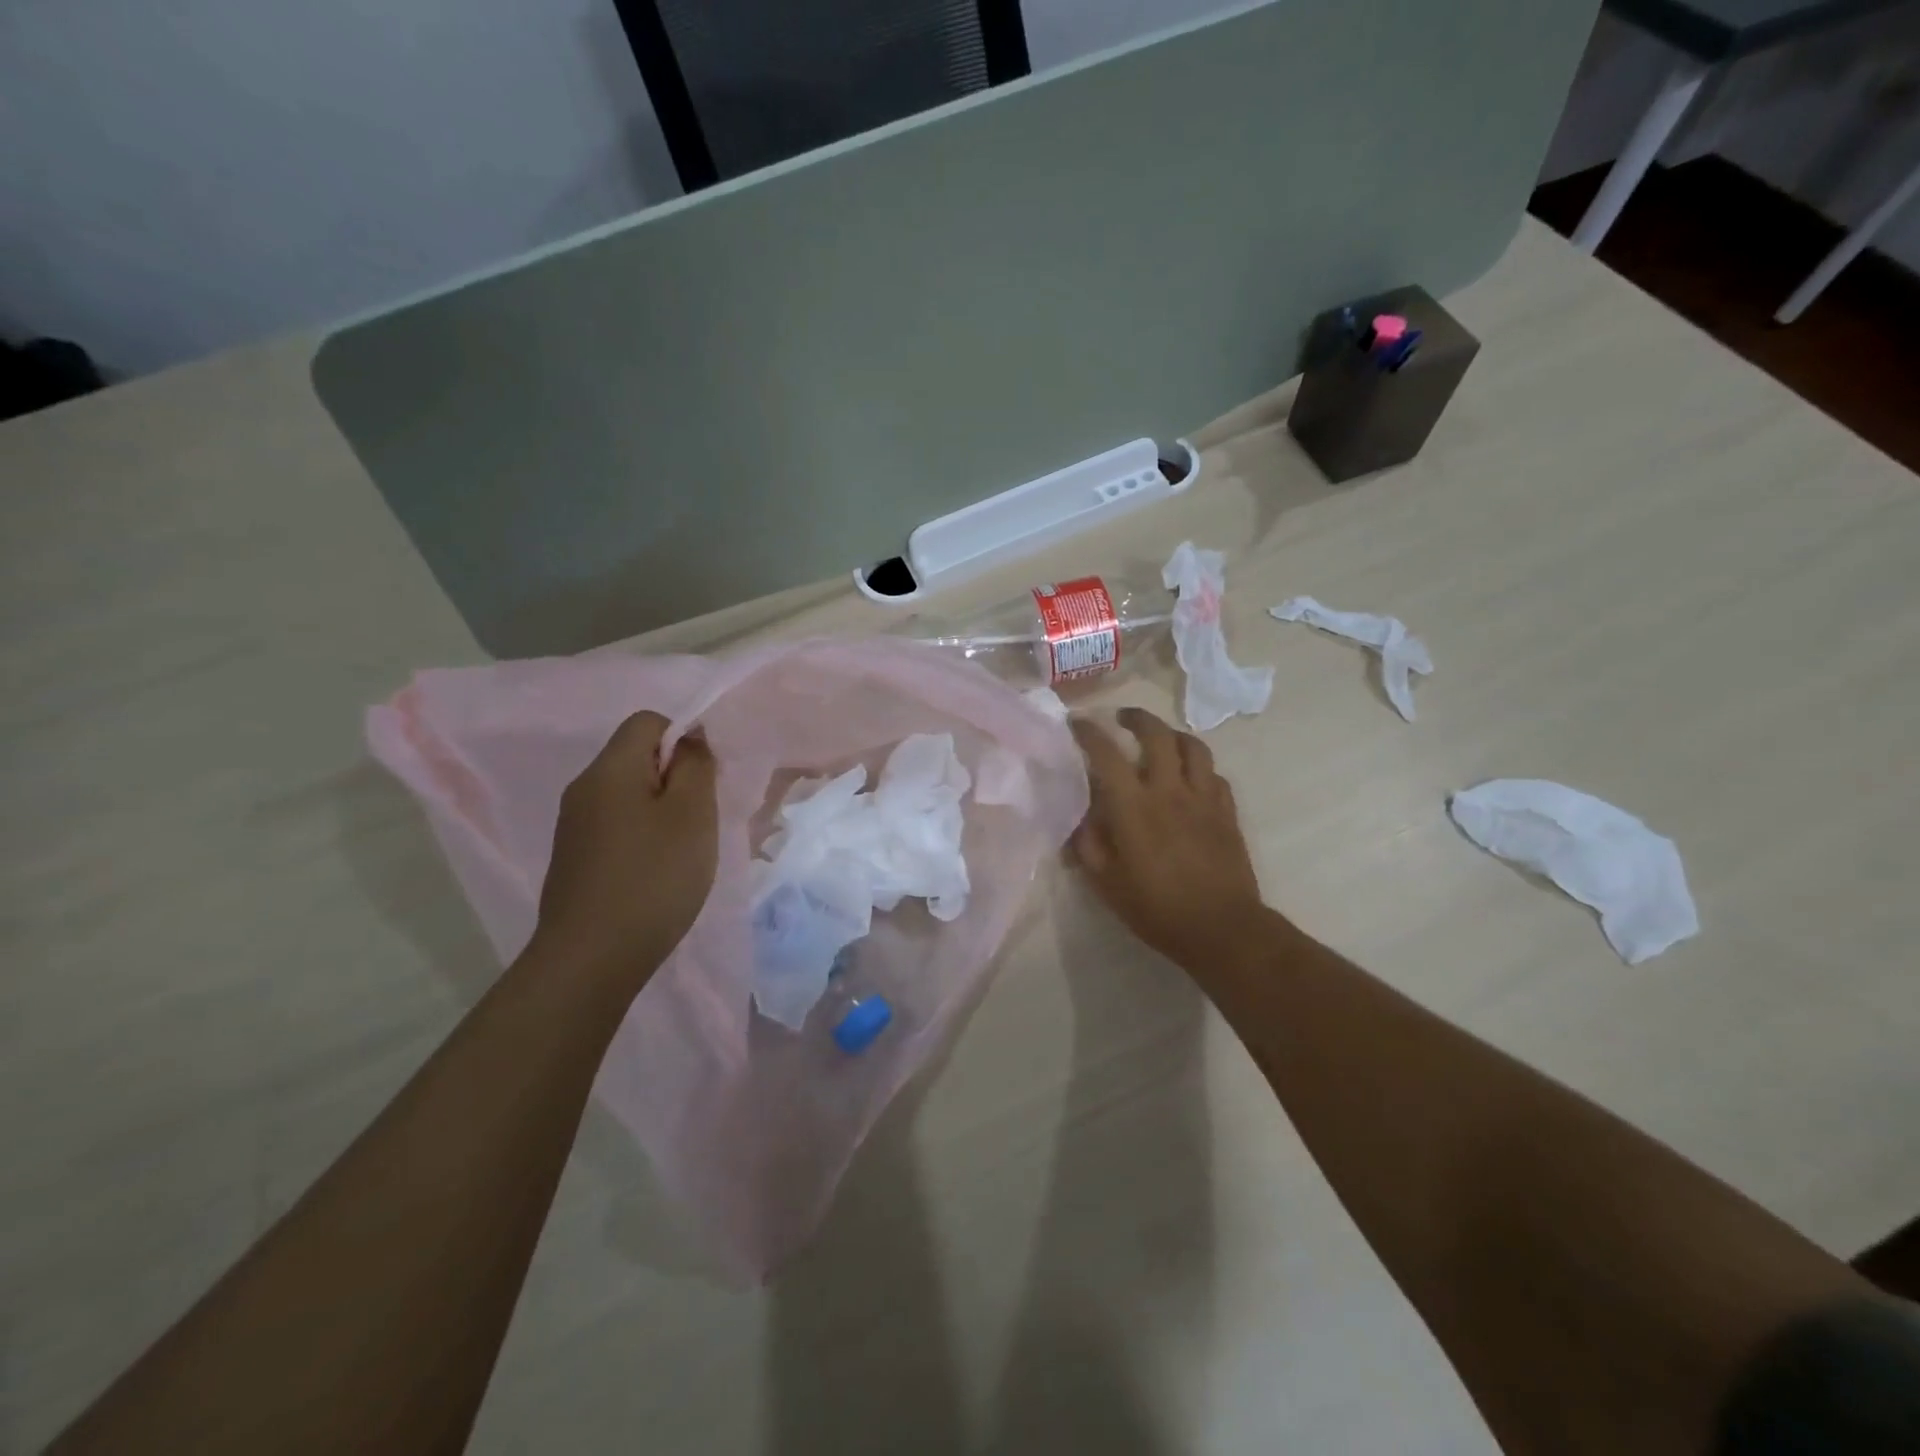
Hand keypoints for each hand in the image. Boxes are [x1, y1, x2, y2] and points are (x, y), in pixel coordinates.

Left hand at [535, 711, 718, 984]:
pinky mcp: (575, 859)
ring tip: (684, 849)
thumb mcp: (692, 814)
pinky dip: (643, 836)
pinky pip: (617, 826)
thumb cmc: (653, 877)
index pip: (648, 721)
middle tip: (701, 817)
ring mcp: (574, 826)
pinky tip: (657, 872)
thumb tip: (689, 741)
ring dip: (662, 810)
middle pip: (636, 757)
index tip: (706, 778)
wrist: (591, 959)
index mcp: (609, 769)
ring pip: (628, 795)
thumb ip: (695, 767)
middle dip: (676, 777)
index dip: (684, 737)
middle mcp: (583, 789)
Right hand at [1069, 707, 1268, 971]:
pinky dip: (1199, 767)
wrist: (1221, 928)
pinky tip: (1191, 778)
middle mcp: (1170, 791)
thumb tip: (1079, 817)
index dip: (1089, 733)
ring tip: (1160, 739)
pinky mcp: (1227, 812)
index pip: (1107, 755)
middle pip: (1157, 735)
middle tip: (1123, 719)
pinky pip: (1215, 775)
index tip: (1078, 723)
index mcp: (1134, 807)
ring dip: (1173, 735)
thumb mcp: (1106, 883)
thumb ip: (1088, 844)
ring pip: (1193, 747)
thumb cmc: (1157, 908)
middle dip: (1137, 718)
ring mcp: (1204, 798)